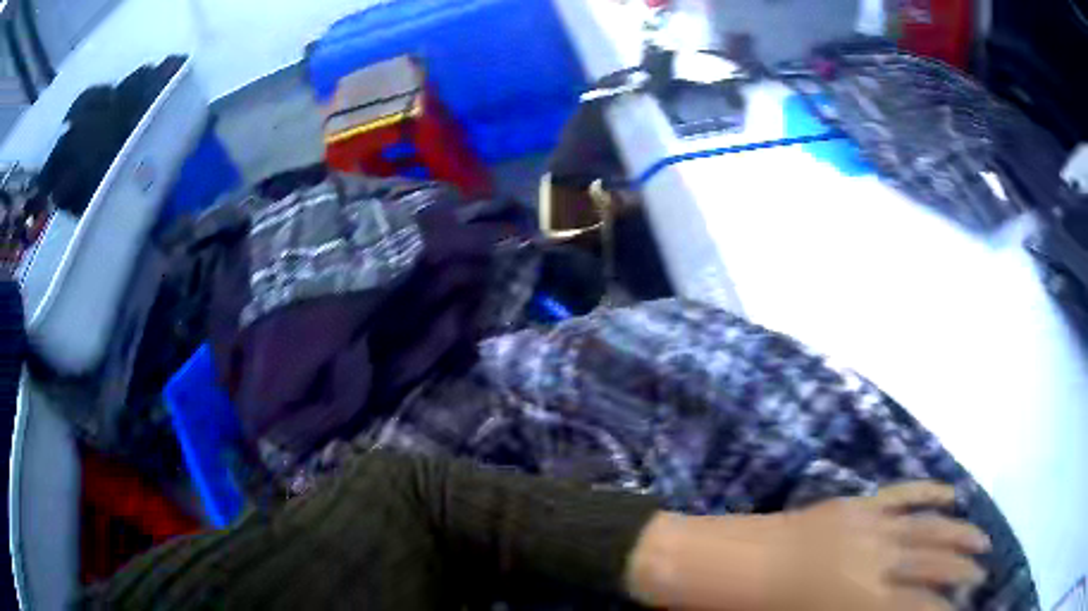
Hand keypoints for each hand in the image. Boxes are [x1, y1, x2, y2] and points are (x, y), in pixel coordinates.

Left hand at [626, 482, 990, 610]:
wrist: (718, 565)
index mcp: (858, 602)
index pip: (920, 609)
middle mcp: (874, 560)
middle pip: (935, 564)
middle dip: (963, 572)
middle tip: (980, 579)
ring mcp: (868, 525)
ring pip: (929, 526)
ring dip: (960, 533)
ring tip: (982, 543)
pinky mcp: (856, 504)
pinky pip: (903, 493)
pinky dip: (931, 491)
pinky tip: (952, 494)